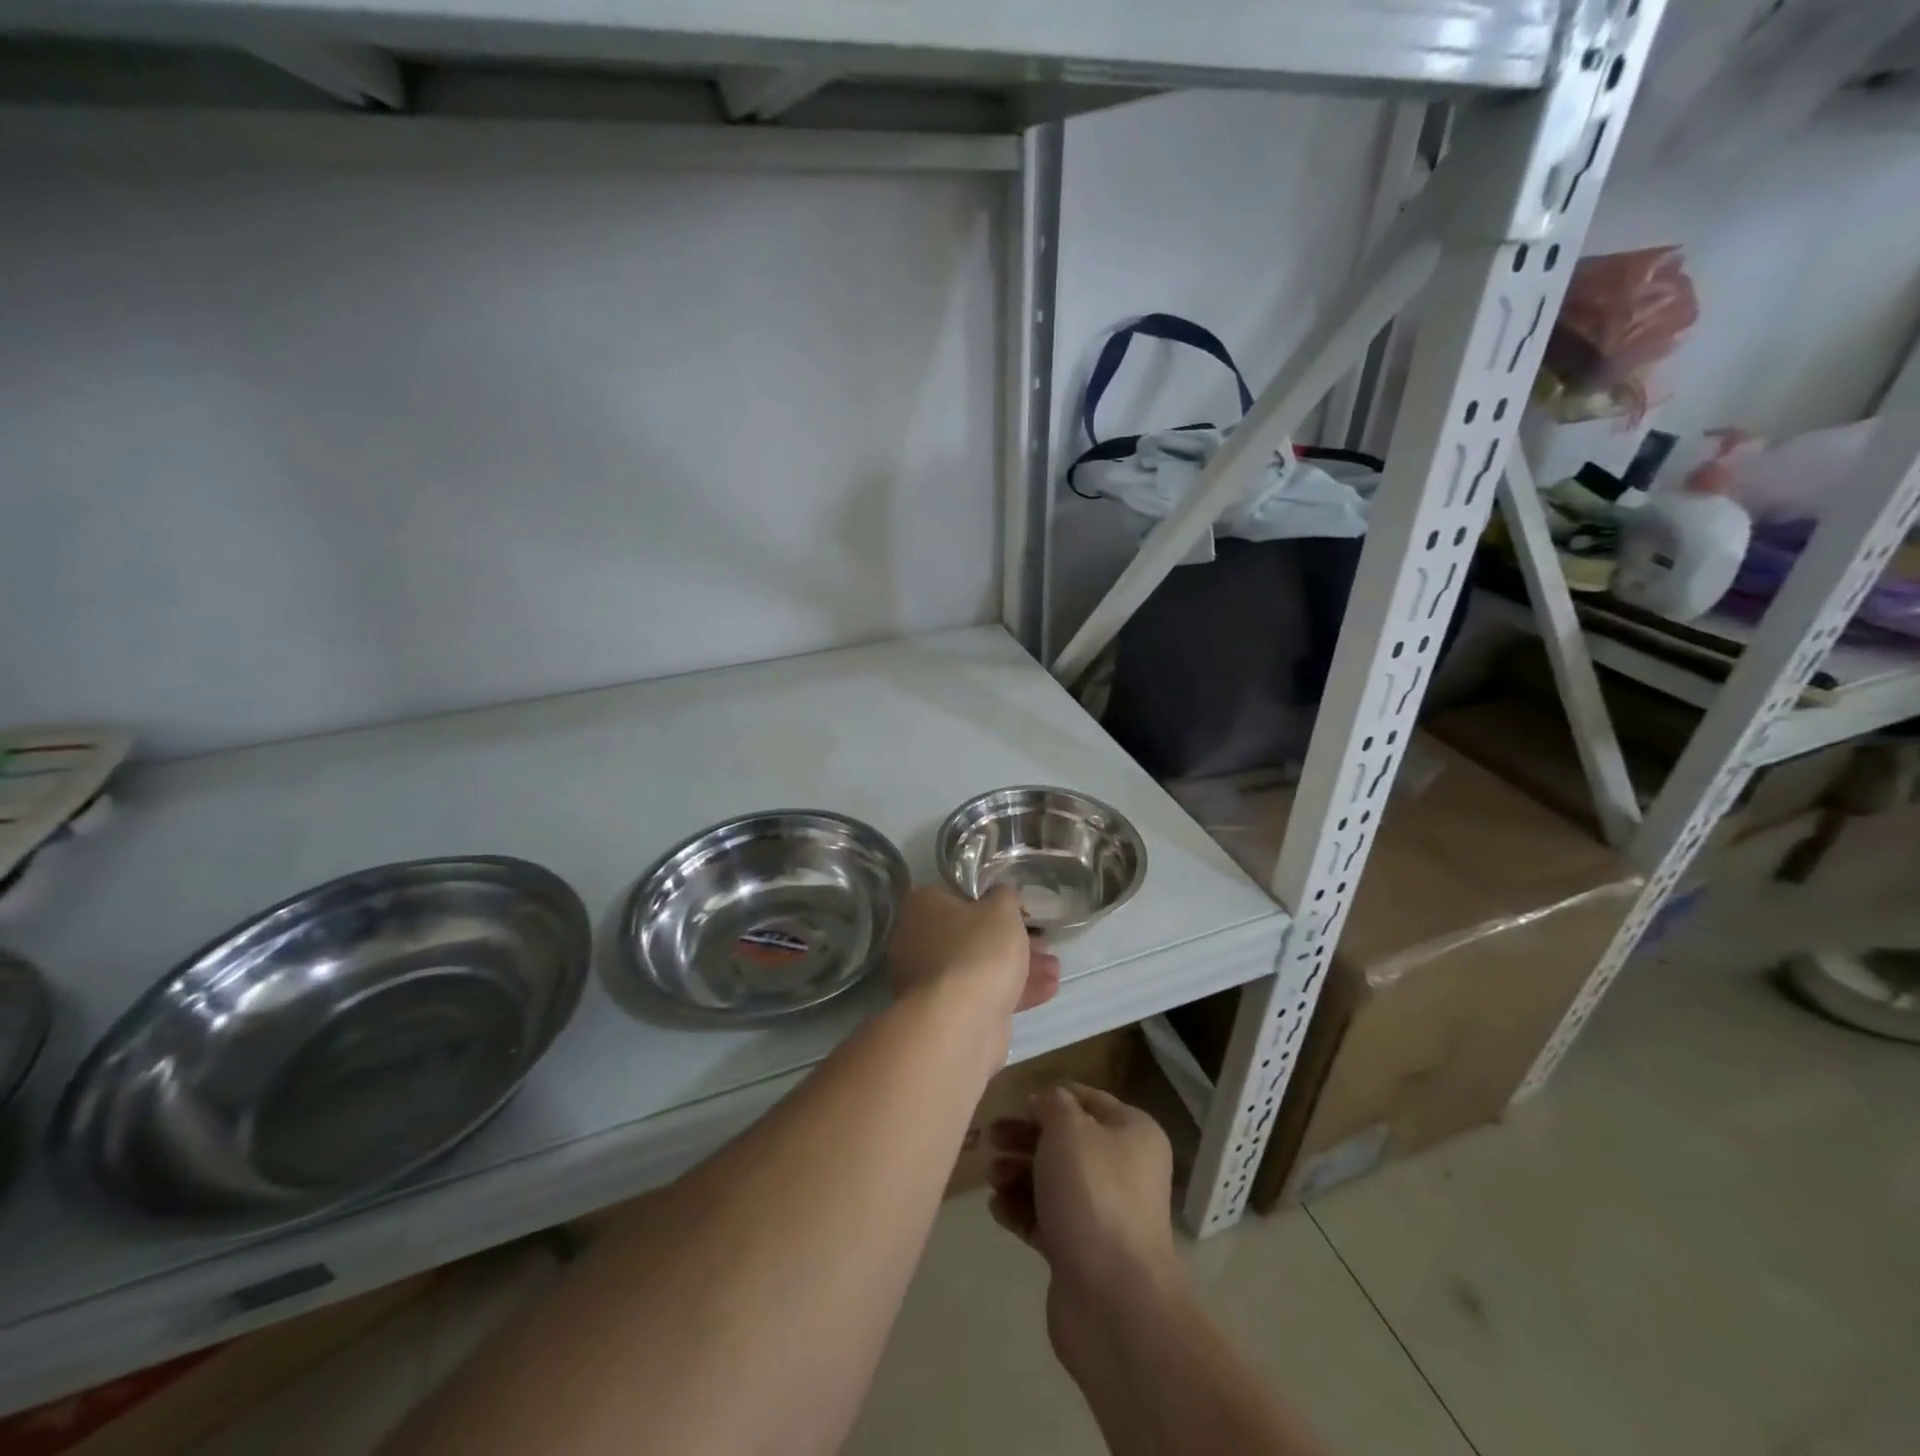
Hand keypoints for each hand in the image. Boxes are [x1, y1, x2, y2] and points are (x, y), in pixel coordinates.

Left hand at [886, 885, 1059, 1017]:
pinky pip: (981, 994)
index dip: (993, 902)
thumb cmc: (979, 950)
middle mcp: (917, 941)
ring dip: (1017, 967)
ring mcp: (928, 981)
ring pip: (979, 966)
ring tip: (1054, 968)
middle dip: (1011, 940)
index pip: (959, 896)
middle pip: (971, 934)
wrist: (960, 1022)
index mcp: (923, 907)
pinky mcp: (945, 1013)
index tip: (1020, 911)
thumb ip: (1004, 895)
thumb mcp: (1002, 909)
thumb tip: (1001, 892)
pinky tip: (1047, 990)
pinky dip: (1011, 990)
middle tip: (1042, 942)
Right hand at [985, 1083, 1181, 1308]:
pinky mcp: (1081, 1252)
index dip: (1052, 1097)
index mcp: (1132, 1134)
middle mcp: (1123, 1170)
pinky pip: (1046, 1220)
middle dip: (1026, 1137)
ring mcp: (1103, 1214)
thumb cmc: (1094, 1195)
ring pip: (1053, 1181)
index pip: (1089, 1100)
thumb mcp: (1069, 1129)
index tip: (1017, 1101)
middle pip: (1066, 1142)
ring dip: (1018, 1173)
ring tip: (992, 1177)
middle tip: (991, 1137)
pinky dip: (1020, 1210)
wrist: (1114, 1301)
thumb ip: (1052, 1104)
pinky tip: (996, 1208)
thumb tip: (1045, 1102)